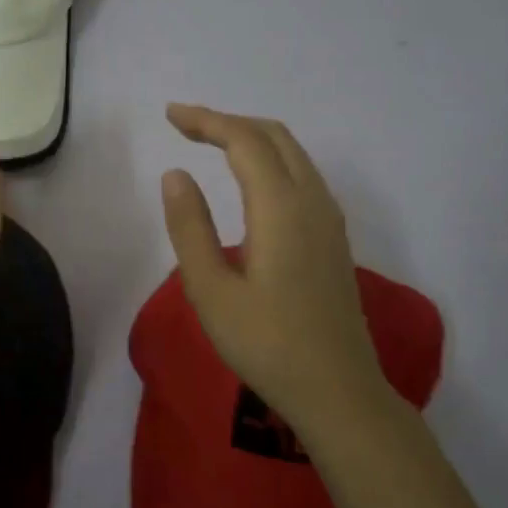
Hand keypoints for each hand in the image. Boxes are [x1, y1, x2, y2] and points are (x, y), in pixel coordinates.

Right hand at [159, 103, 390, 438]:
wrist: (338, 391)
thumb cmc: (266, 345)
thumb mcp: (211, 290)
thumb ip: (190, 227)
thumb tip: (175, 174)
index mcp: (281, 208)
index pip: (244, 141)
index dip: (206, 120)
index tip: (170, 115)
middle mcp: (313, 201)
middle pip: (274, 136)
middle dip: (228, 121)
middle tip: (185, 125)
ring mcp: (329, 219)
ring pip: (293, 153)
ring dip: (251, 138)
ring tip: (210, 143)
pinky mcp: (333, 237)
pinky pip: (302, 174)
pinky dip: (270, 159)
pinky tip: (249, 180)